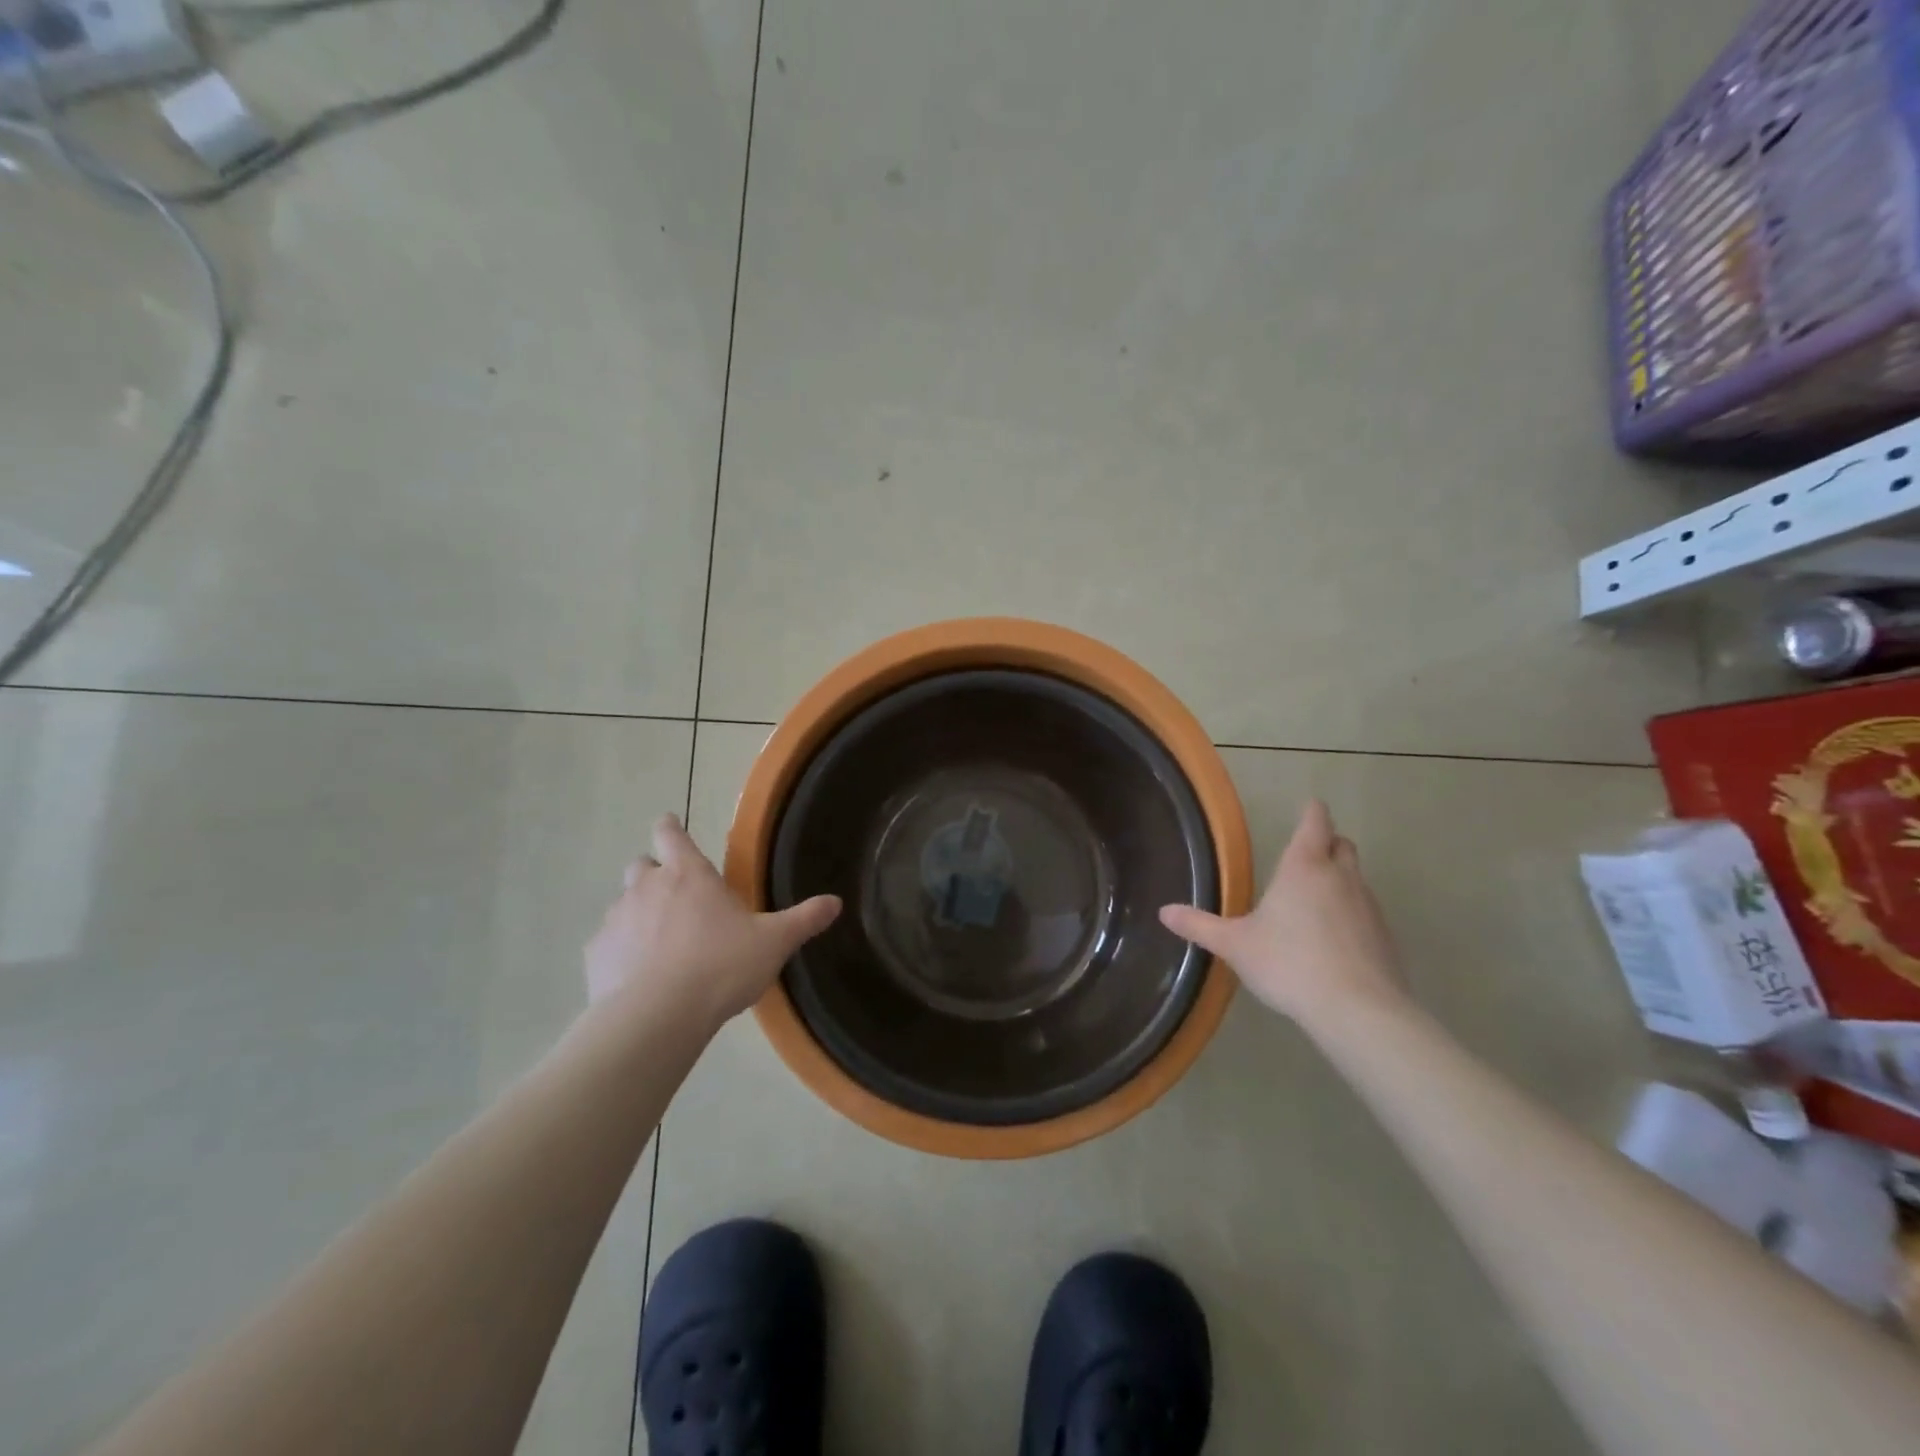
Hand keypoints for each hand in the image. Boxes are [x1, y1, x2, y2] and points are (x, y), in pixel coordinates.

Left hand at [584, 815, 840, 1028]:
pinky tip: (638, 977)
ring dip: (638, 915)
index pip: (671, 833)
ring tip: (660, 945)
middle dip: (654, 874)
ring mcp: (616, 920)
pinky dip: (621, 952)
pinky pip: (608, 944)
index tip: (670, 826)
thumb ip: (804, 919)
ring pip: (623, 904)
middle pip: (641, 865)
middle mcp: (647, 887)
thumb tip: (835, 902)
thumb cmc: (720, 966)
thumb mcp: (774, 942)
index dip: (670, 828)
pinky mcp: (596, 955)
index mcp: (689, 875)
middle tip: (677, 898)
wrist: (657, 1017)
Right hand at [1160, 800, 1404, 1026]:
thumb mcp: (1235, 945)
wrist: (1357, 1010)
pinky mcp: (1385, 937)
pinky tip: (1333, 940)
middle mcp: (1340, 877)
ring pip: (1356, 878)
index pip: (1315, 822)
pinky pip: (1366, 912)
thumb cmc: (1289, 963)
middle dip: (1327, 843)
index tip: (1308, 807)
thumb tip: (1164, 912)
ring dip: (1339, 880)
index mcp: (1303, 867)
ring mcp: (1368, 906)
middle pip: (1342, 844)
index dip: (1311, 812)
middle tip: (1306, 854)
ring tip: (1313, 902)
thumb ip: (1200, 925)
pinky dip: (1351, 914)